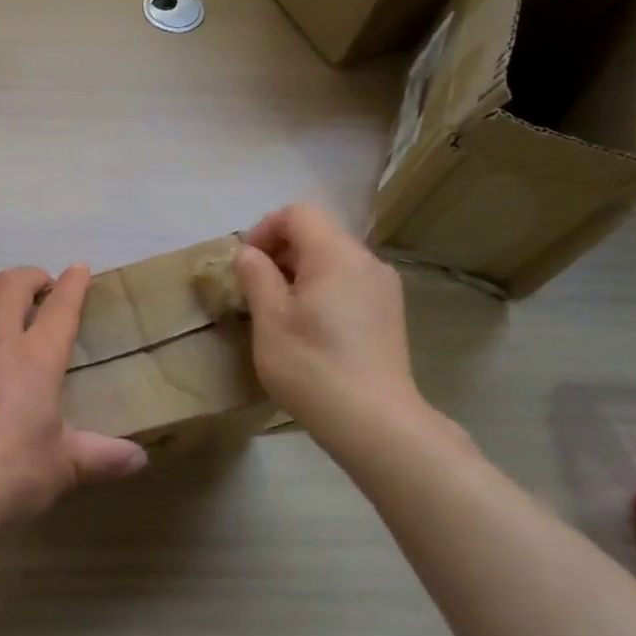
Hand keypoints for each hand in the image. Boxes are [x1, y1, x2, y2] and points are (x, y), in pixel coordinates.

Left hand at [0, 264, 148, 536]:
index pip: (61, 306)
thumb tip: (140, 460)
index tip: (79, 269)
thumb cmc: (10, 474)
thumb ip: (102, 456)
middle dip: (32, 276)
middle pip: (12, 284)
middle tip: (43, 287)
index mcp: (36, 358)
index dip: (73, 283)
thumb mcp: (64, 467)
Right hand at [232, 203, 432, 443]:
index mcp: (335, 254)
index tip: (246, 264)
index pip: (298, 213)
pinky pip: (349, 282)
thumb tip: (249, 253)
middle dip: (280, 251)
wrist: (376, 423)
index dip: (265, 229)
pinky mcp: (389, 312)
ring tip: (279, 310)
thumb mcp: (269, 319)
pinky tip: (310, 327)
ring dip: (300, 271)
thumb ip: (256, 276)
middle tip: (255, 289)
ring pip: (333, 259)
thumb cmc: (313, 366)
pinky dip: (323, 288)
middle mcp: (366, 260)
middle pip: (318, 232)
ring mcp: (383, 287)